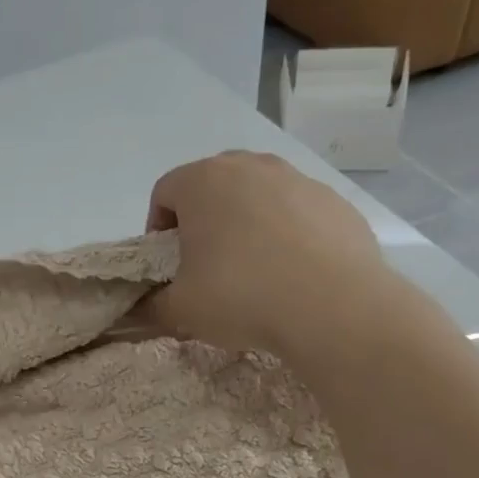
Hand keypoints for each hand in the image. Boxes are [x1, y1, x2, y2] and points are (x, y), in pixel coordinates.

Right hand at [142, 150, 392, 369]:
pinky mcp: (334, 201)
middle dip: (202, 219)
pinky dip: (286, 233)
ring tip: (252, 268)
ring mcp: (297, 179)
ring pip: (257, 194)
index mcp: (203, 182)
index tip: (168, 264)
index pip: (164, 192)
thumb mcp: (180, 310)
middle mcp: (250, 167)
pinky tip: (292, 272)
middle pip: (211, 185)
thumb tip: (143, 307)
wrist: (333, 306)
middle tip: (205, 263)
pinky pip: (296, 211)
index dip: (157, 229)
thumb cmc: (241, 297)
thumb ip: (152, 305)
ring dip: (245, 222)